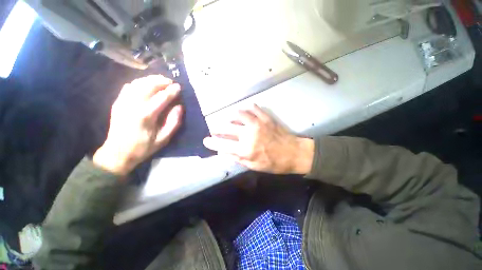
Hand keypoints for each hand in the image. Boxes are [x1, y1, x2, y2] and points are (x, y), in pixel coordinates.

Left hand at [93, 75, 182, 175]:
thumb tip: (179, 107)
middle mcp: (133, 105)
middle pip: (148, 86)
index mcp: (146, 115)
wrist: (117, 153)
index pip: (162, 97)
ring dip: (151, 79)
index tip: (179, 87)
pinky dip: (139, 83)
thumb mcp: (164, 139)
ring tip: (161, 80)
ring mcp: (123, 102)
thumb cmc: (143, 147)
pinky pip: (128, 87)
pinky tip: (146, 85)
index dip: (172, 91)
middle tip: (171, 82)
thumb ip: (173, 122)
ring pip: (138, 83)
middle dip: (161, 81)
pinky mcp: (117, 102)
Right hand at [203, 105, 313, 174]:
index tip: (206, 140)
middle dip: (217, 128)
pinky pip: (254, 109)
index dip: (212, 143)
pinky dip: (248, 109)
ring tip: (230, 119)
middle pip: (227, 128)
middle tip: (214, 128)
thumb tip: (226, 152)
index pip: (223, 145)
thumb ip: (239, 159)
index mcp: (246, 150)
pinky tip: (246, 111)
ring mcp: (257, 124)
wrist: (294, 153)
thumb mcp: (255, 167)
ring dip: (231, 117)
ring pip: (239, 114)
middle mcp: (249, 135)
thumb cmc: (274, 163)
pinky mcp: (266, 118)